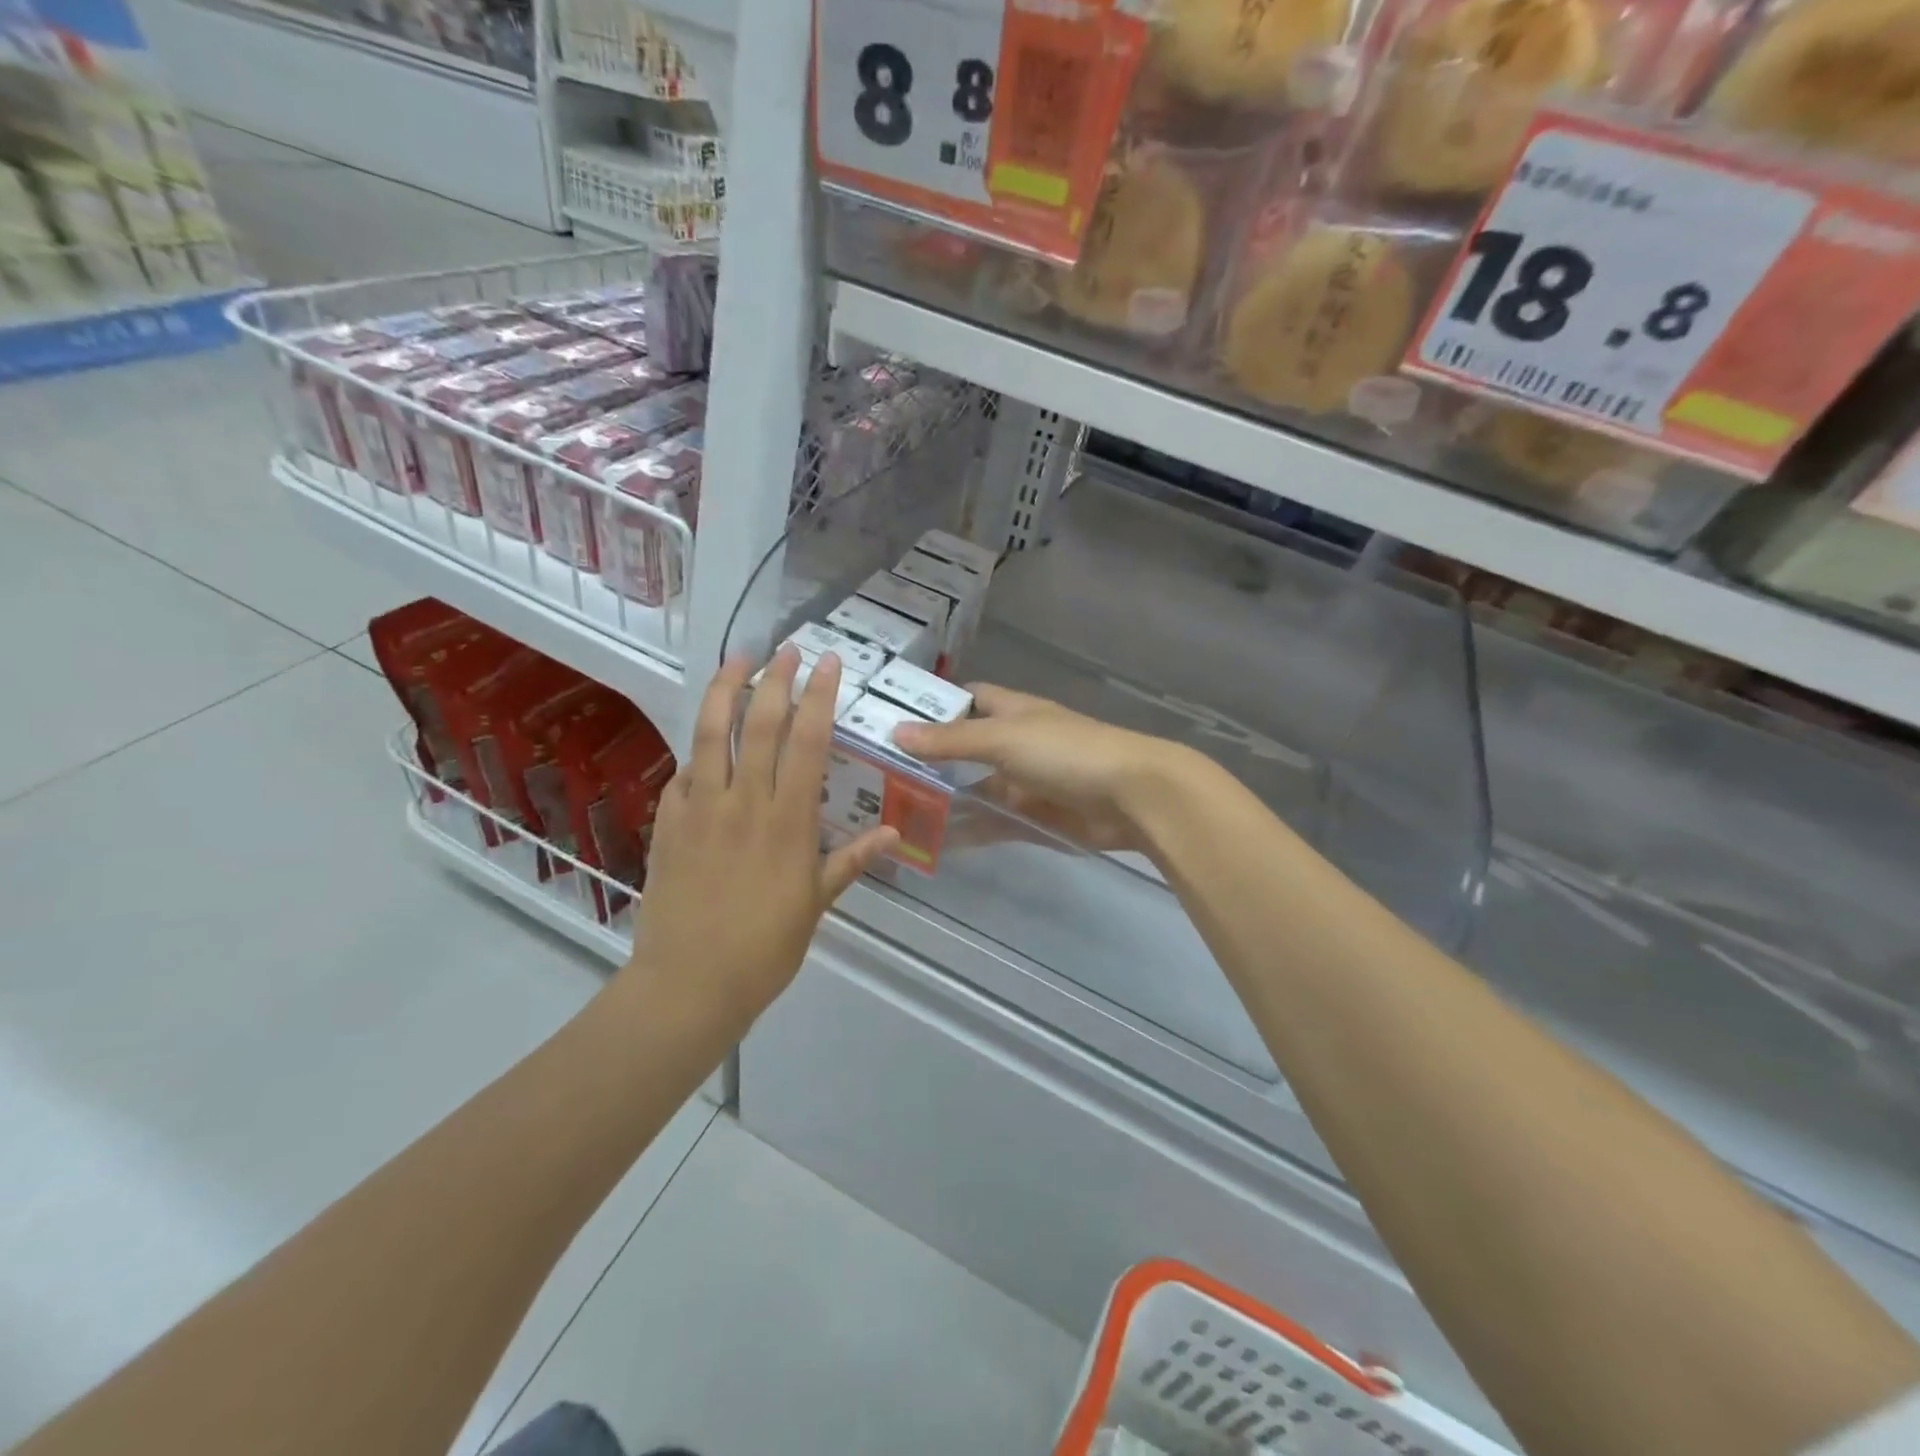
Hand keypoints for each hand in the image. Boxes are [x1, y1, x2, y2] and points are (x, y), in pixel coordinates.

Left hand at [625, 649, 896, 1032]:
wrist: (689, 983)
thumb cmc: (764, 948)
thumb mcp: (816, 905)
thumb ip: (851, 861)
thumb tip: (894, 832)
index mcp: (787, 821)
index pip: (806, 743)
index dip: (818, 697)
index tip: (827, 664)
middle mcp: (743, 802)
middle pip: (759, 725)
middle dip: (775, 680)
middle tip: (788, 649)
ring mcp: (700, 809)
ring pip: (711, 735)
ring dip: (724, 691)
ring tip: (737, 661)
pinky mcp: (668, 823)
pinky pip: (682, 774)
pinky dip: (695, 750)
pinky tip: (703, 741)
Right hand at [891, 684, 1192, 854]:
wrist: (1133, 796)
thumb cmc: (1066, 752)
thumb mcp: (1004, 739)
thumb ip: (951, 740)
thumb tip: (896, 732)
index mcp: (1012, 712)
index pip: (967, 700)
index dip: (934, 706)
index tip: (890, 719)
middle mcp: (1016, 743)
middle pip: (965, 749)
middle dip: (930, 761)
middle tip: (880, 776)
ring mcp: (1025, 782)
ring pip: (976, 789)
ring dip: (944, 800)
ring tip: (895, 814)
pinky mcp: (1035, 817)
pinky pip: (993, 822)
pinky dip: (968, 831)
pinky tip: (934, 843)